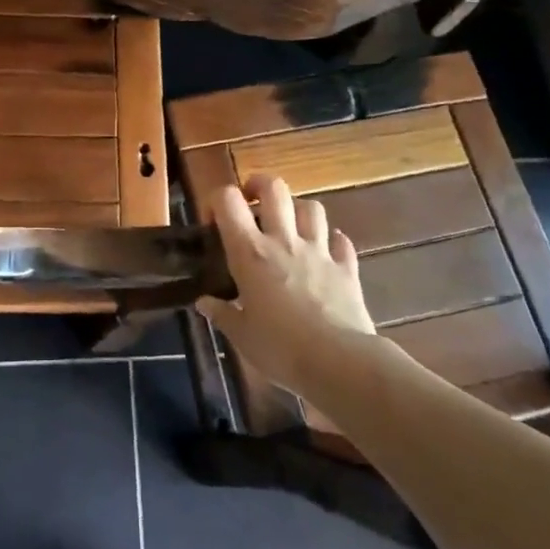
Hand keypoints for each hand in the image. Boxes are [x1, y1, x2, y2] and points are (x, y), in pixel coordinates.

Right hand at [197, 174, 381, 397]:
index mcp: (250, 252)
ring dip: (298, 209)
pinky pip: (341, 242)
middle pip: (274, 188)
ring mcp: (319, 251)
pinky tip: (327, 250)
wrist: (339, 363)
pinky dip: (333, 241)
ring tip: (289, 224)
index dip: (217, 200)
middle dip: (260, 185)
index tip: (214, 220)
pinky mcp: (346, 268)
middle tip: (252, 201)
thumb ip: (221, 314)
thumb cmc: (280, 348)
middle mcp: (283, 240)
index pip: (228, 200)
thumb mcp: (241, 335)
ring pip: (311, 207)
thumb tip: (204, 303)